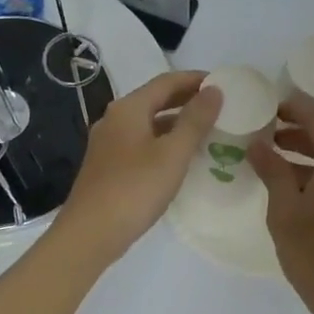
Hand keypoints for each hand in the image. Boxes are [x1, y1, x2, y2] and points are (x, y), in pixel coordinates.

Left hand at [56, 71, 221, 264]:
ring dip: (177, 122)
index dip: (196, 79)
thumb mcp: (173, 154)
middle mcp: (115, 119)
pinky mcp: (108, 166)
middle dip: (187, 99)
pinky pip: (141, 142)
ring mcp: (108, 143)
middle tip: (219, 105)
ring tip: (207, 130)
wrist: (90, 234)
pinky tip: (180, 157)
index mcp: (128, 109)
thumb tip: (214, 90)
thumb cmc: (134, 189)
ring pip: (148, 122)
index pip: (167, 81)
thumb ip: (195, 120)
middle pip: (155, 99)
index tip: (224, 83)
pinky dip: (164, 141)